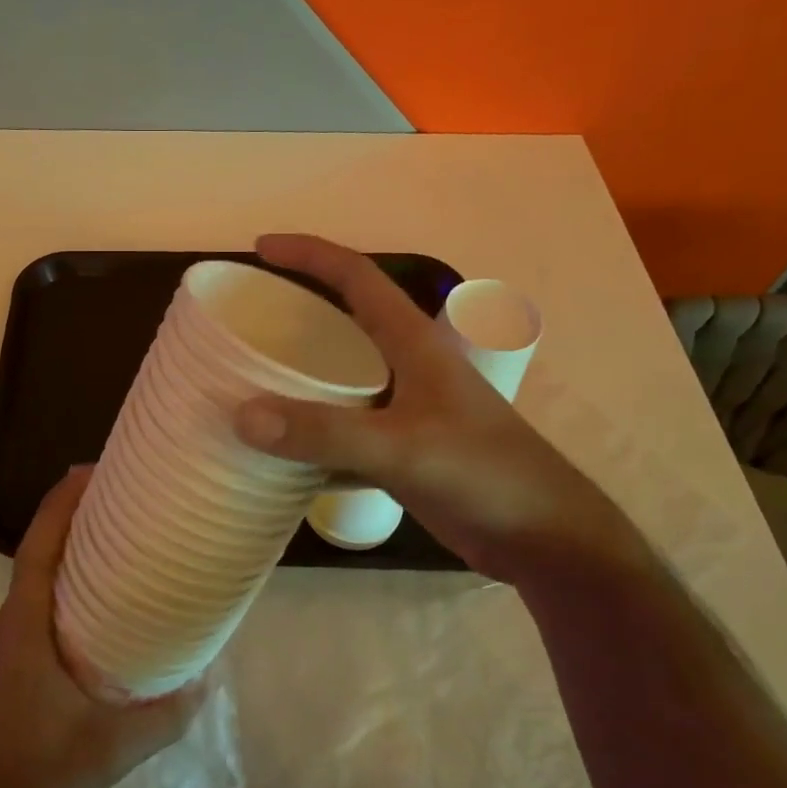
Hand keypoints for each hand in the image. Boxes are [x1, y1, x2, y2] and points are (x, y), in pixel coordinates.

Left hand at [0, 468, 202, 787]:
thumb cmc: (37, 776)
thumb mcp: (111, 748)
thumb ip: (163, 716)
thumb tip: (203, 683)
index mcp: (21, 629)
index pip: (39, 549)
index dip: (60, 505)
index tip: (87, 471)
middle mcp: (1, 632)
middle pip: (35, 562)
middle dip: (69, 529)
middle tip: (115, 510)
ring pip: (31, 595)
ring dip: (64, 569)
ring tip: (111, 563)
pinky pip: (28, 623)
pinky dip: (55, 605)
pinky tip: (88, 629)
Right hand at [233, 234, 654, 586]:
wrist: (544, 539)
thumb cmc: (484, 474)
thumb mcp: (402, 448)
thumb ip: (324, 433)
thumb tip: (242, 414)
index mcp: (413, 342)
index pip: (356, 277)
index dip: (309, 254)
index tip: (260, 249)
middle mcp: (408, 366)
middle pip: (345, 322)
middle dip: (297, 312)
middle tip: (247, 320)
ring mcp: (406, 410)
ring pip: (342, 379)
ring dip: (299, 378)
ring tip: (251, 382)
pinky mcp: (403, 451)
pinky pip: (344, 430)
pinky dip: (311, 435)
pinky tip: (281, 453)